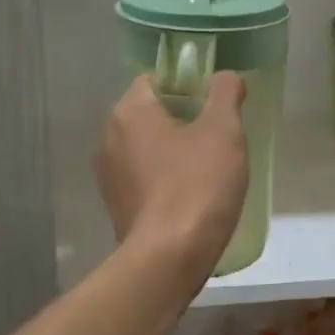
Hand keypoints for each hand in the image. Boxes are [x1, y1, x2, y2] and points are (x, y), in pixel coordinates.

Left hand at [95, 73, 248, 280]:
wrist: (169, 257)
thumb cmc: (197, 184)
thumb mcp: (223, 131)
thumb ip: (225, 93)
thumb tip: (226, 77)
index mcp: (129, 112)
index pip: (155, 79)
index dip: (187, 84)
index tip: (215, 103)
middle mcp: (108, 138)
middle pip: (150, 114)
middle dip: (182, 119)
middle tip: (218, 135)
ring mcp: (109, 176)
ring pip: (147, 148)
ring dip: (173, 151)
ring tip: (209, 167)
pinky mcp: (117, 206)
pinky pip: (144, 178)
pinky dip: (165, 179)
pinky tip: (192, 195)